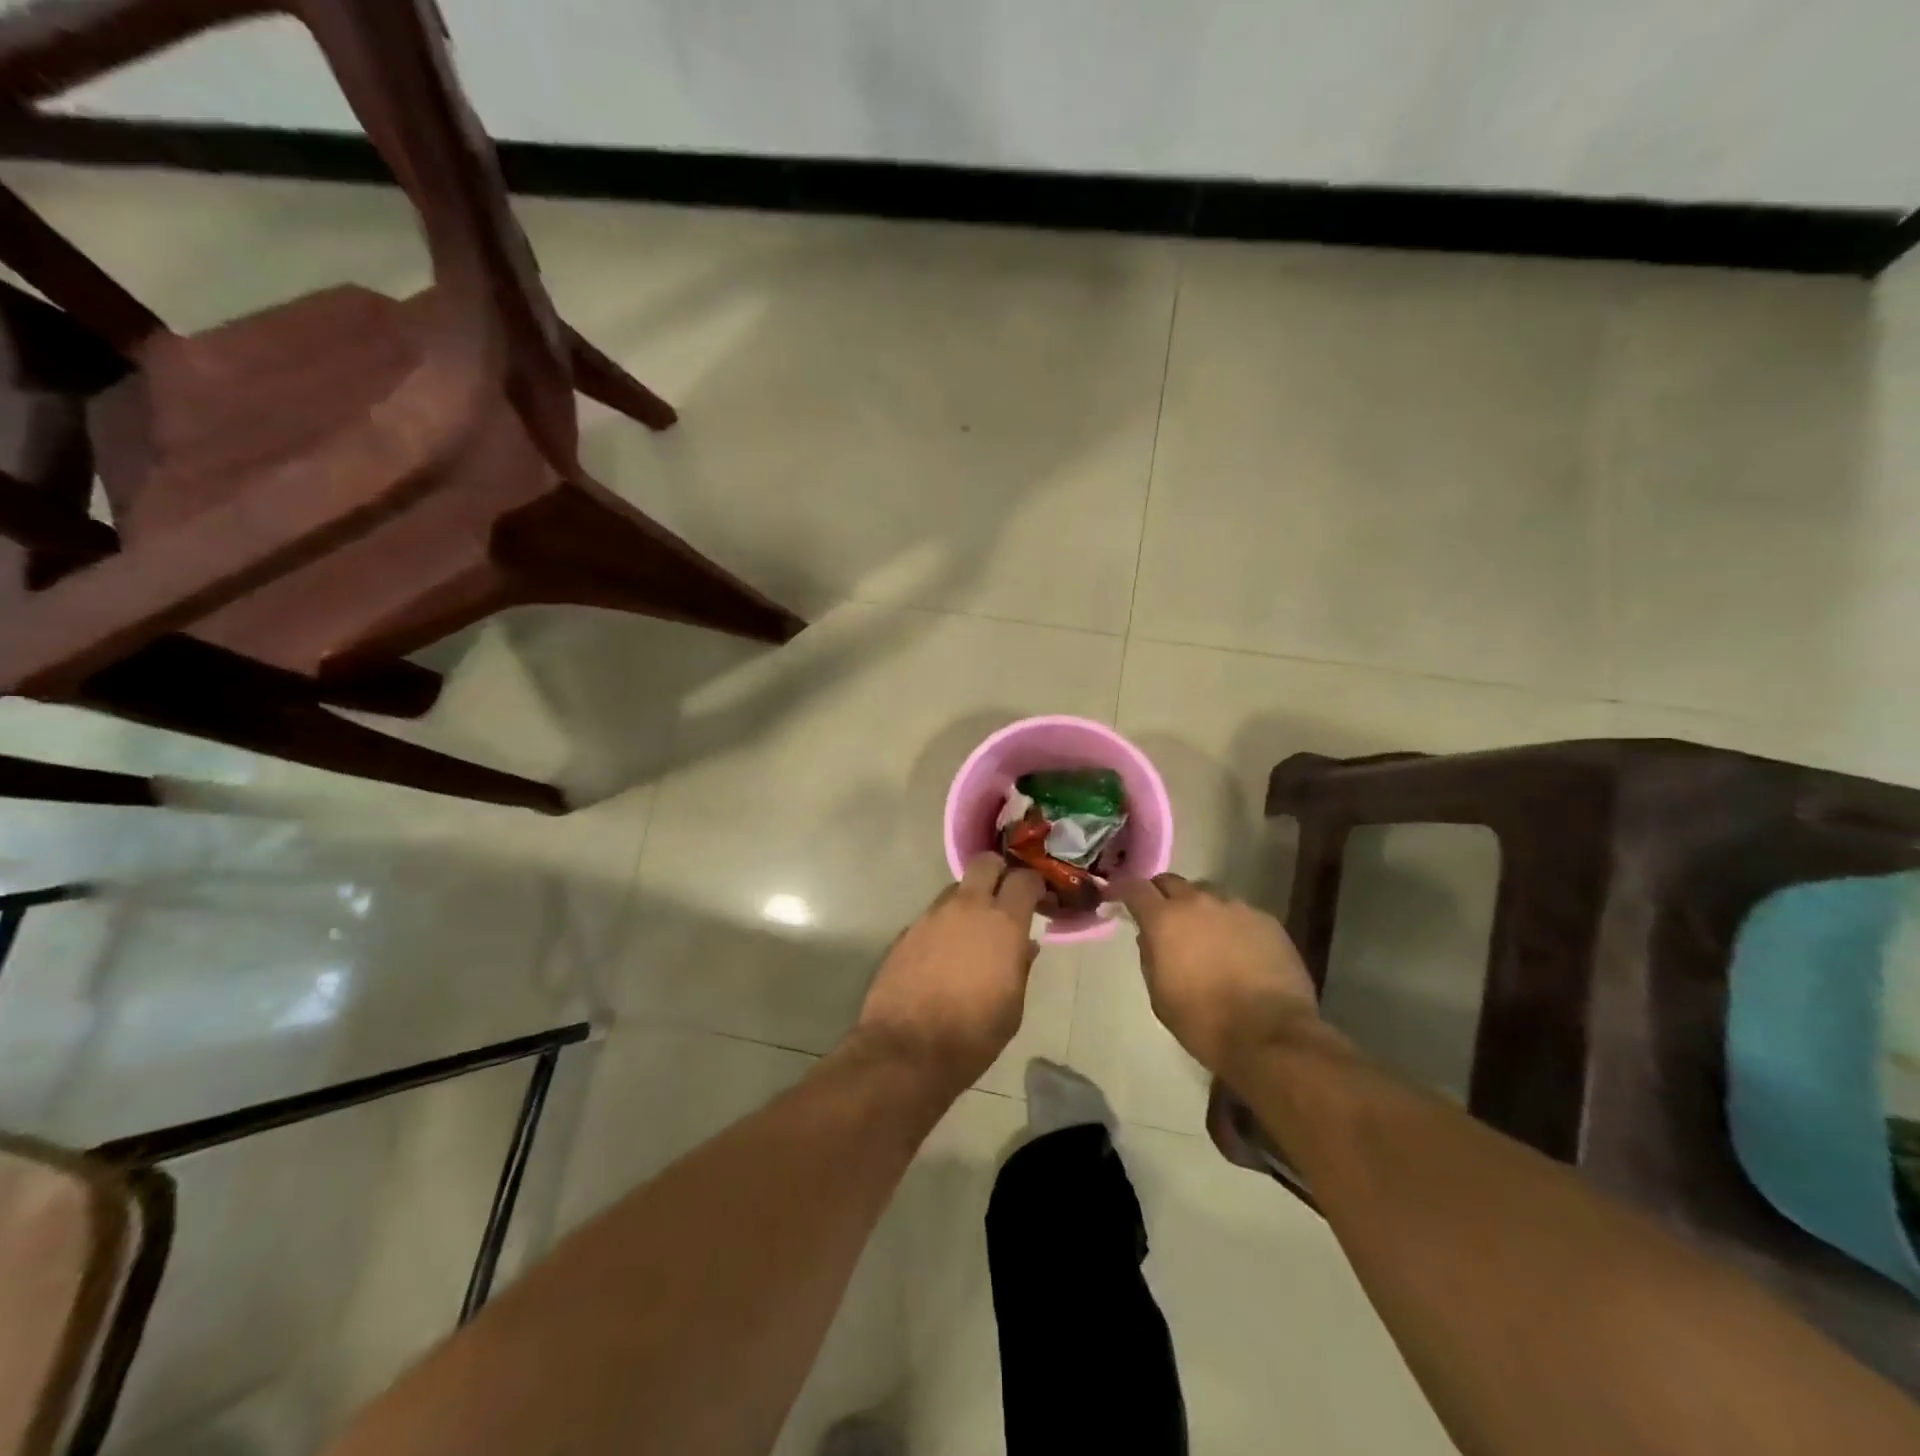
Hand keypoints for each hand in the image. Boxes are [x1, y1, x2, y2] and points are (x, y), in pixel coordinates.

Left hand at [854, 853, 1043, 1089]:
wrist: (908, 1050)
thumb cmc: (974, 1034)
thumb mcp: (1013, 1006)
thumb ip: (1020, 966)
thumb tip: (1024, 945)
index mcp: (1002, 923)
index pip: (1024, 878)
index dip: (1034, 884)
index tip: (1039, 899)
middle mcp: (966, 907)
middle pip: (984, 863)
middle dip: (998, 873)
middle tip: (1005, 898)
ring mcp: (931, 916)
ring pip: (956, 889)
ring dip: (969, 901)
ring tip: (973, 932)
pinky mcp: (906, 931)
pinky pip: (933, 915)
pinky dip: (944, 925)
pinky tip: (944, 954)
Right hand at [1117, 873, 1318, 1074]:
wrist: (1271, 1037)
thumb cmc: (1203, 1021)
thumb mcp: (1160, 995)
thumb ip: (1150, 956)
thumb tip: (1149, 936)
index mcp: (1165, 919)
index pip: (1135, 888)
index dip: (1123, 890)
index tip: (1116, 898)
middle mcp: (1199, 903)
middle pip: (1172, 882)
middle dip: (1162, 895)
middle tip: (1162, 917)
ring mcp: (1236, 908)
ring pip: (1208, 895)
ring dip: (1198, 909)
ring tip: (1204, 934)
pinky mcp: (1267, 921)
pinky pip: (1239, 912)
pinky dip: (1230, 924)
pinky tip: (1237, 949)